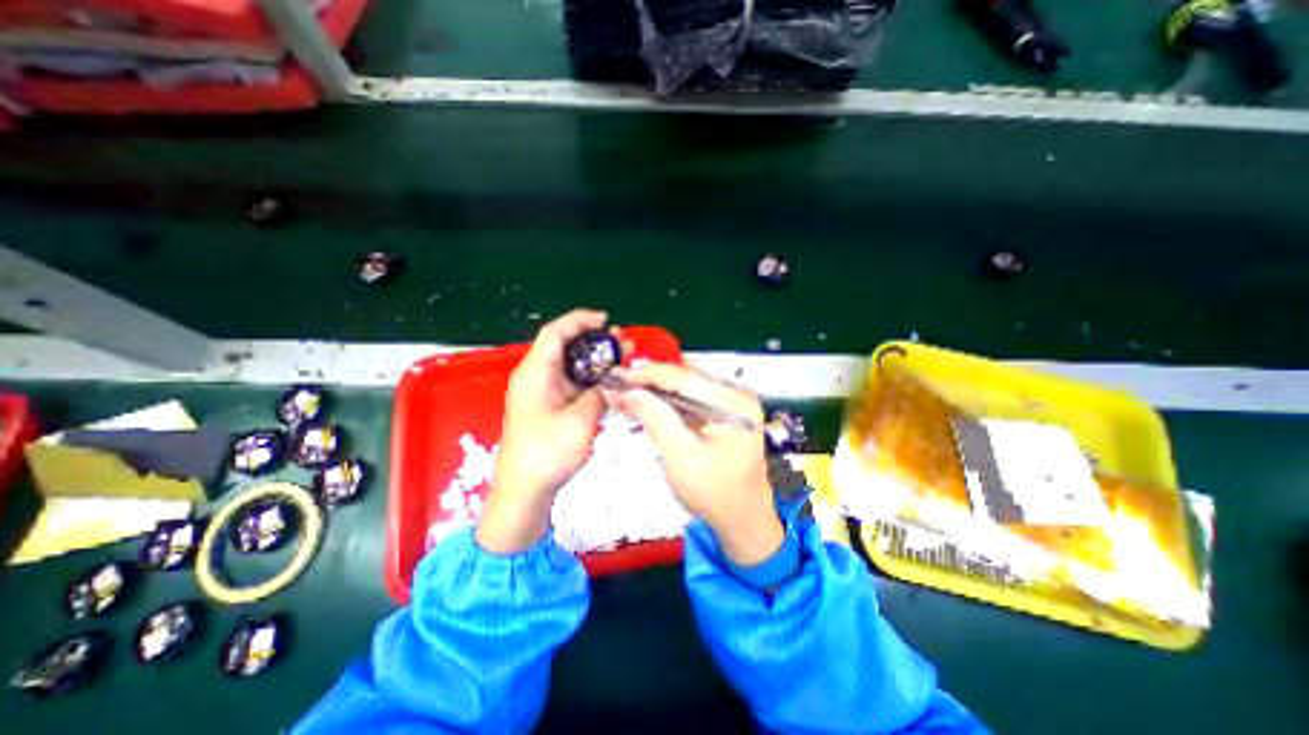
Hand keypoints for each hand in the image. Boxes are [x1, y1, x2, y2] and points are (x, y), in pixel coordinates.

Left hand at [479, 307, 626, 554]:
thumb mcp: (580, 421)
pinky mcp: (549, 406)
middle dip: (594, 339)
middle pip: (564, 346)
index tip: (605, 320)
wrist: (524, 491)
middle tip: (622, 341)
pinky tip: (610, 379)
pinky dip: (591, 377)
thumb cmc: (547, 454)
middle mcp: (536, 377)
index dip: (579, 321)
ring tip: (623, 356)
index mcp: (535, 374)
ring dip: (595, 358)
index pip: (555, 333)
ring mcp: (543, 392)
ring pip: (570, 364)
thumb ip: (598, 394)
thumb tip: (611, 381)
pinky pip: (572, 382)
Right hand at [604, 363, 774, 563]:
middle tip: (617, 386)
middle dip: (649, 382)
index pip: (681, 376)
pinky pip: (692, 399)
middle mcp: (736, 394)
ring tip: (627, 394)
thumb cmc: (716, 494)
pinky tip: (649, 405)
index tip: (616, 377)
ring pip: (686, 386)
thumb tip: (629, 392)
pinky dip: (669, 402)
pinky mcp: (727, 413)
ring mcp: (733, 403)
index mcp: (732, 402)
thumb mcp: (681, 457)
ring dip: (656, 391)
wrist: (744, 520)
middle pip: (684, 377)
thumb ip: (655, 418)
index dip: (645, 374)